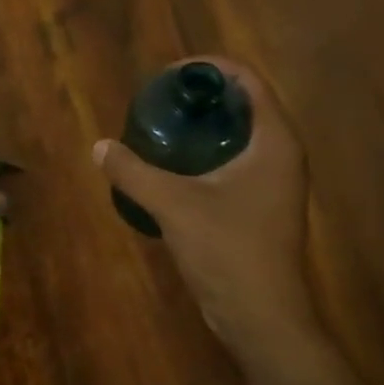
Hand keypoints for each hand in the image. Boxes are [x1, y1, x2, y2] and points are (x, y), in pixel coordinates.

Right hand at [94, 56, 322, 359]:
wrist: (260, 315)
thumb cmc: (227, 251)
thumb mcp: (173, 205)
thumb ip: (134, 172)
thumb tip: (100, 146)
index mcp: (274, 142)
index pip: (248, 81)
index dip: (210, 68)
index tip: (170, 74)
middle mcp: (282, 154)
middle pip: (245, 104)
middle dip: (203, 96)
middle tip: (160, 99)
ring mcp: (275, 182)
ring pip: (241, 134)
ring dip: (205, 125)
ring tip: (162, 126)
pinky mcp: (263, 204)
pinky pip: (237, 160)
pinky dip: (207, 152)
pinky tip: (173, 165)